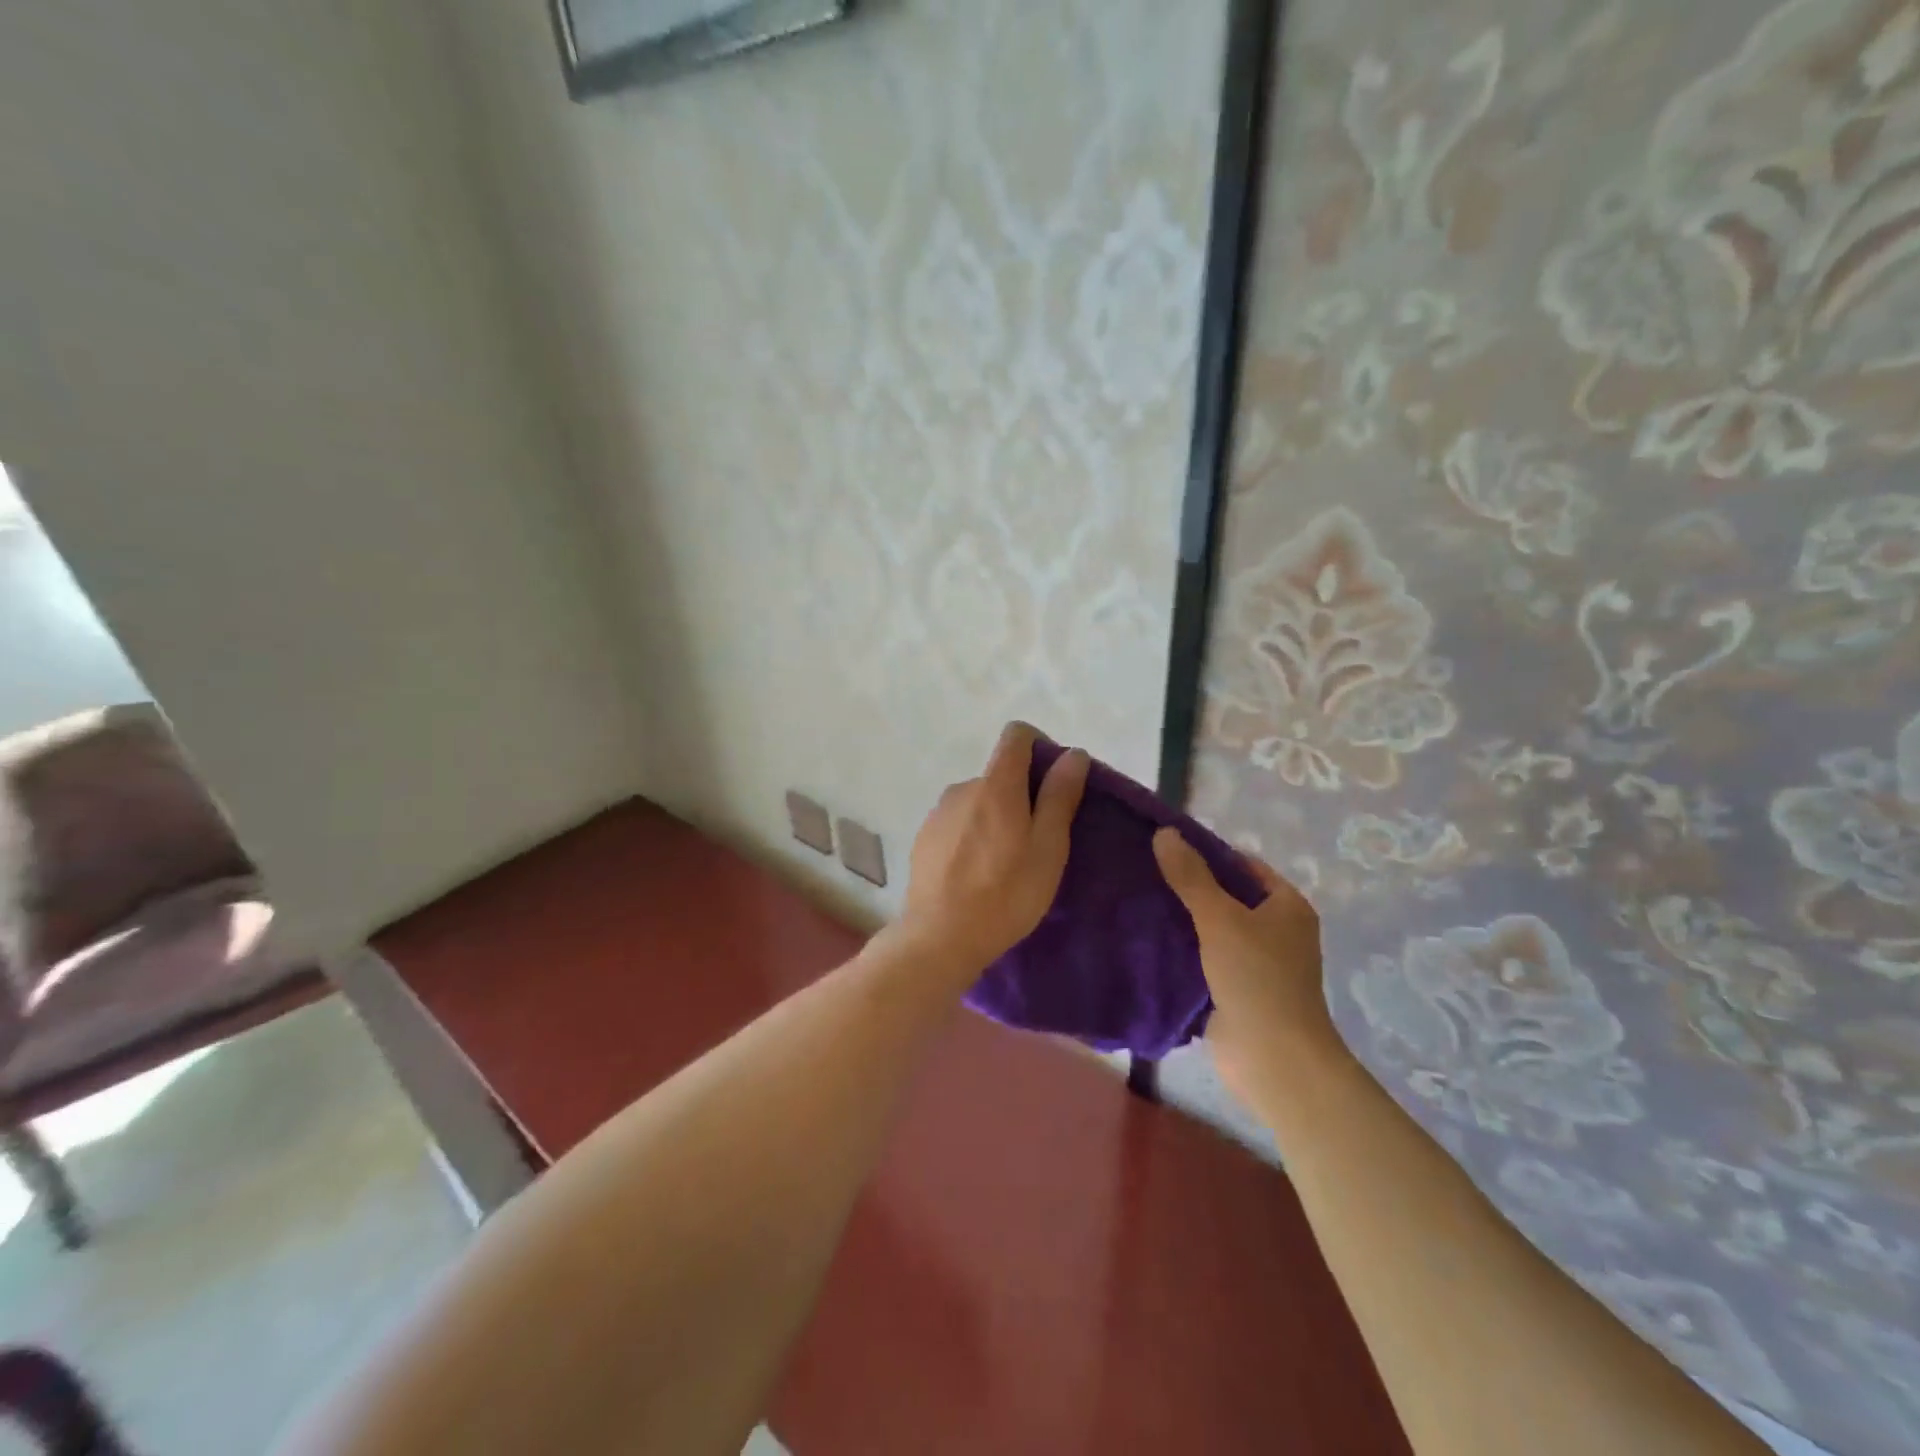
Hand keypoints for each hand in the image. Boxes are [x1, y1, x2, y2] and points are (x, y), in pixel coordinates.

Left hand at [896, 723, 1088, 980]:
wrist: (939, 938)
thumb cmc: (1005, 894)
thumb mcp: (1047, 848)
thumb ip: (1060, 797)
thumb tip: (1073, 754)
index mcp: (996, 784)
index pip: (1017, 735)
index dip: (1040, 746)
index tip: (1055, 781)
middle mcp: (963, 787)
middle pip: (1000, 773)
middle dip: (1023, 795)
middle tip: (1039, 841)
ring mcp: (939, 812)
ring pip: (979, 800)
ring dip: (997, 817)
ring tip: (1007, 863)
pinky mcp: (925, 837)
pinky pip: (959, 822)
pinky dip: (974, 835)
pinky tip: (978, 873)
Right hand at [1151, 828, 1347, 1101]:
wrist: (1272, 1060)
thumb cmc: (1256, 978)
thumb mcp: (1221, 918)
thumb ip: (1191, 876)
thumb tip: (1164, 832)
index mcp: (1286, 906)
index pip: (1243, 865)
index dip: (1207, 852)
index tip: (1164, 847)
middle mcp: (1276, 930)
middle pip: (1226, 896)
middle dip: (1188, 886)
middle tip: (1143, 870)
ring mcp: (1255, 963)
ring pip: (1211, 928)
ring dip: (1181, 919)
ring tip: (1137, 898)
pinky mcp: (1234, 990)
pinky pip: (1203, 958)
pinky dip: (1180, 949)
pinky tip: (1146, 939)